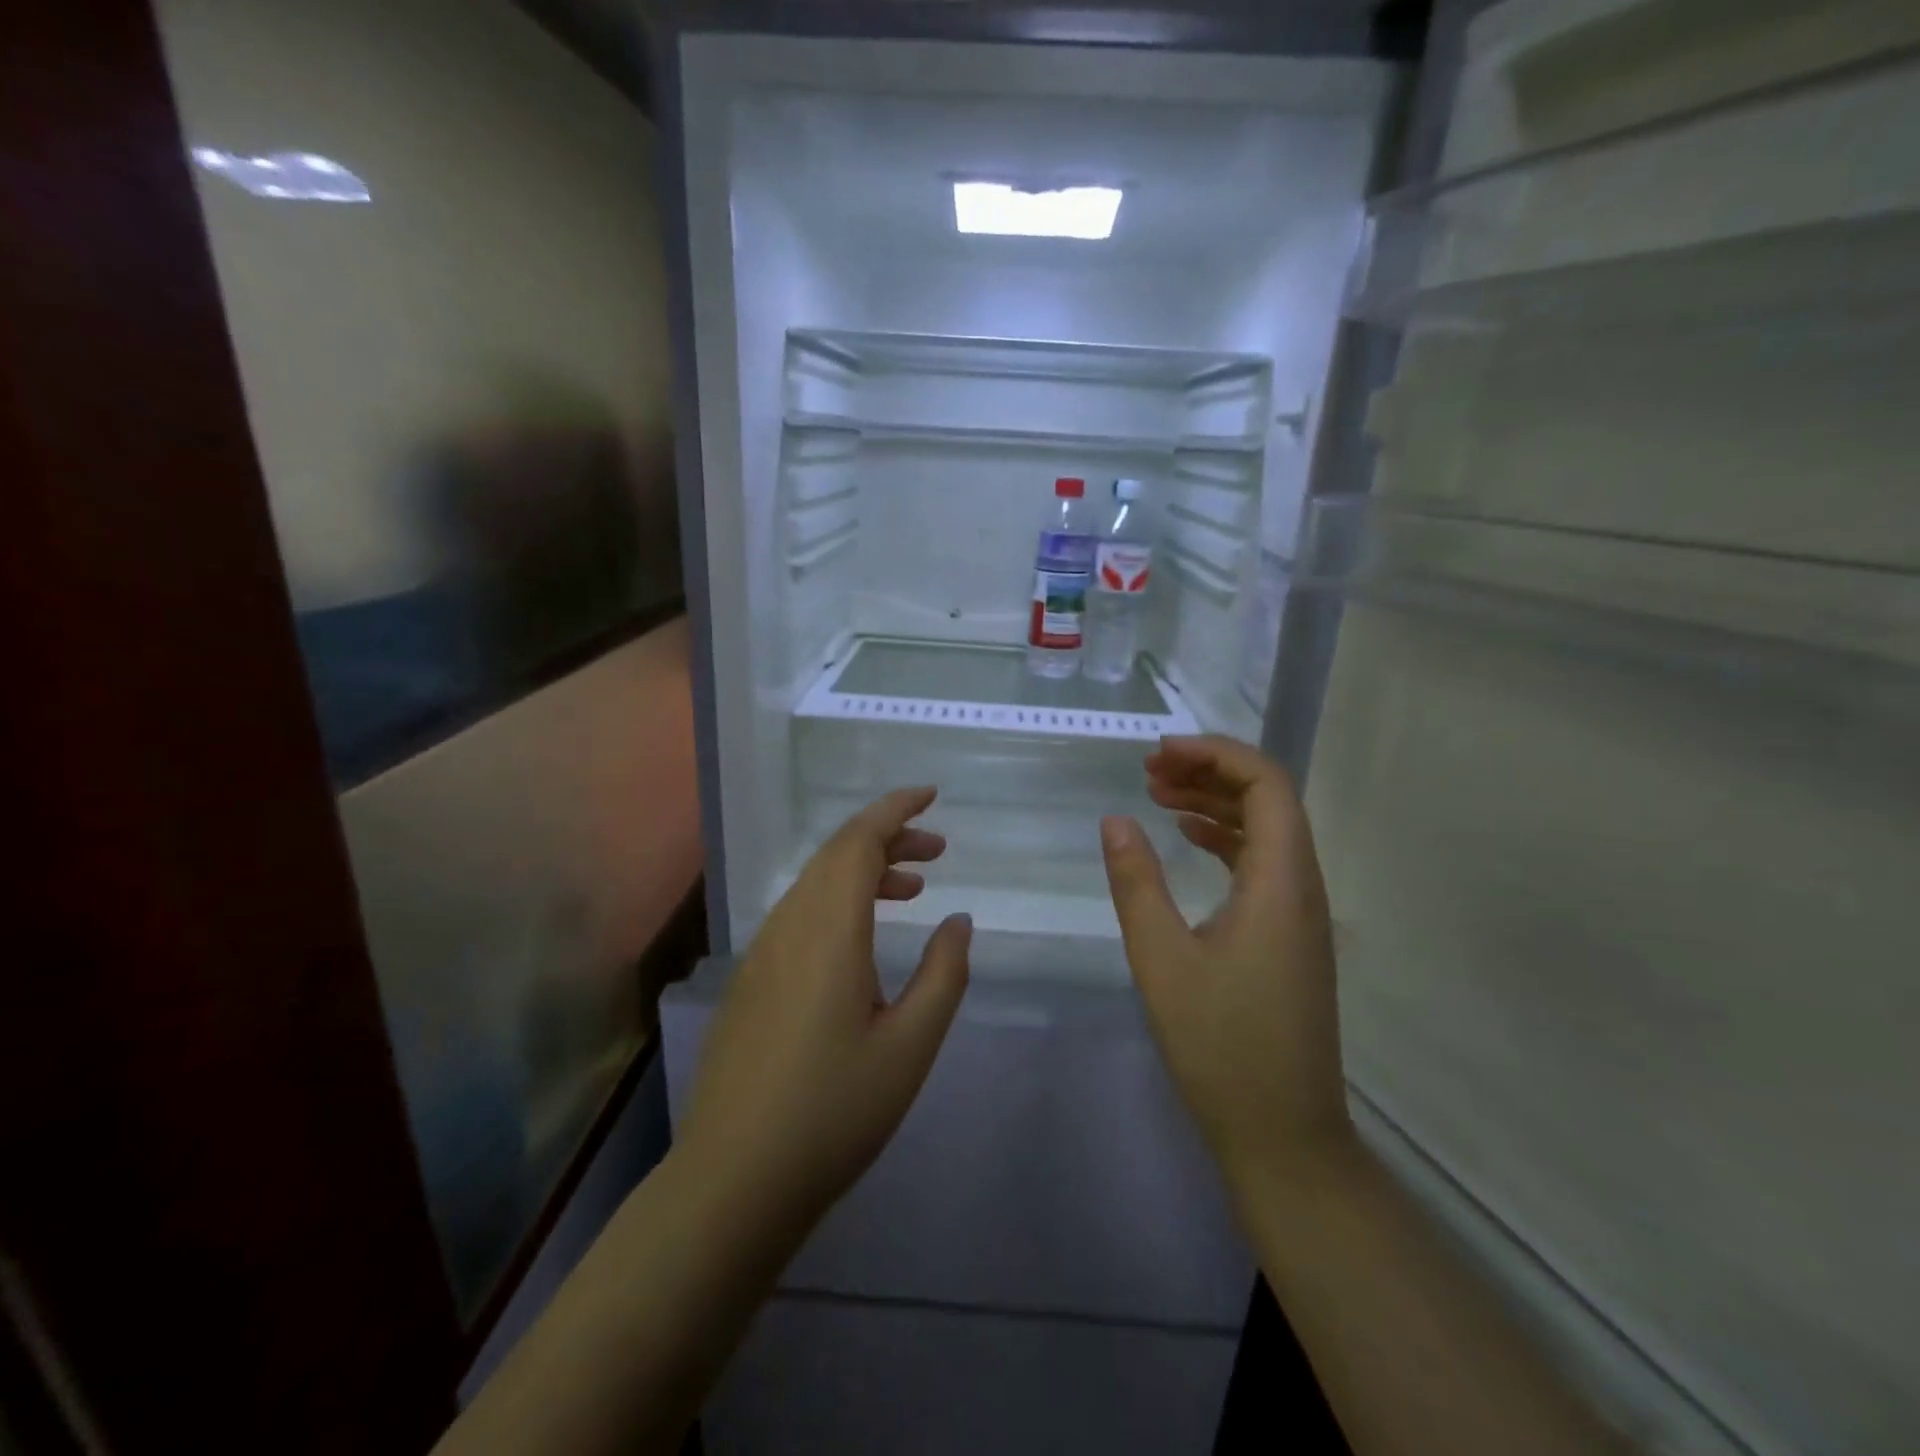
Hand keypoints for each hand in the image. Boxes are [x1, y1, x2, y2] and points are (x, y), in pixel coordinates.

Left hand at [678, 788, 971, 1228]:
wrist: (734, 1179)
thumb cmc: (834, 1112)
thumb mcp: (910, 1046)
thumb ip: (943, 974)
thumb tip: (958, 921)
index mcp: (828, 931)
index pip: (859, 842)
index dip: (895, 810)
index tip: (931, 796)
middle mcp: (789, 926)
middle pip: (836, 854)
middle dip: (888, 837)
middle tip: (938, 851)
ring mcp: (763, 952)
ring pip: (816, 883)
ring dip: (864, 870)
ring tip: (912, 888)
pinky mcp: (752, 979)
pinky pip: (800, 912)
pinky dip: (839, 901)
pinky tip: (863, 937)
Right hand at [1100, 736, 1353, 1198]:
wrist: (1282, 1134)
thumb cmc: (1220, 1045)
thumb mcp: (1162, 959)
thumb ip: (1136, 882)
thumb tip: (1115, 819)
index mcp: (1281, 882)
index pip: (1266, 784)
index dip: (1215, 755)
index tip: (1160, 753)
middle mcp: (1302, 886)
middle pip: (1269, 799)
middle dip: (1209, 772)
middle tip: (1149, 770)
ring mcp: (1300, 912)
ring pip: (1266, 831)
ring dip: (1215, 804)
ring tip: (1157, 795)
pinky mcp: (1289, 935)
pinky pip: (1262, 863)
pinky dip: (1224, 839)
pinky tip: (1187, 840)